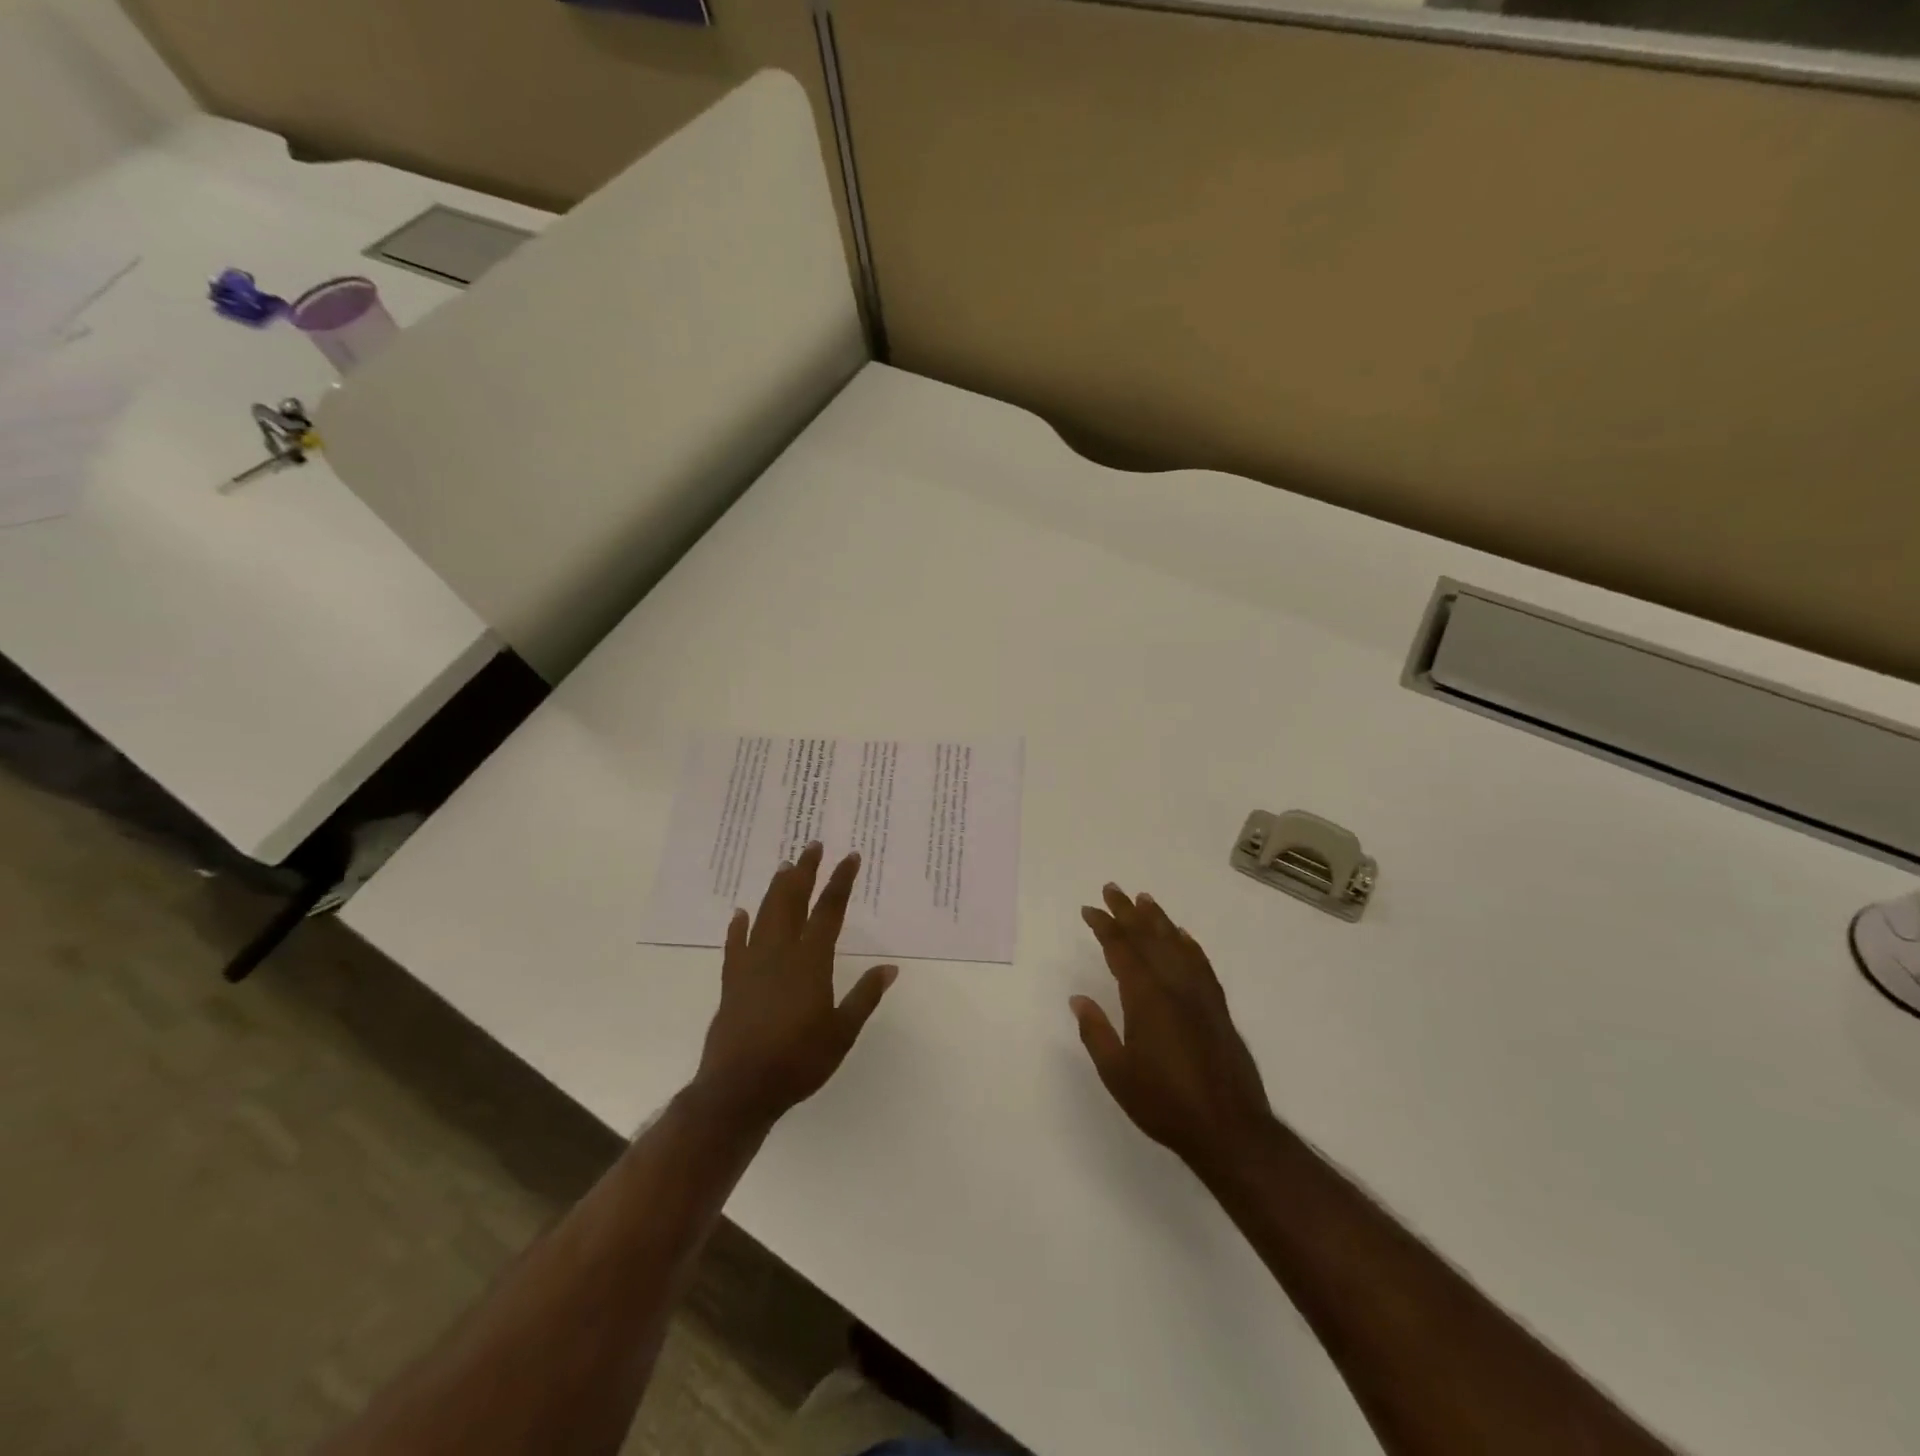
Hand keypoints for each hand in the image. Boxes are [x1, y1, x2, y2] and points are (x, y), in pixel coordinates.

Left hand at [692, 842, 896, 1129]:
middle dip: (804, 871)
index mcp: (811, 961)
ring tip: (784, 866)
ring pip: (764, 915)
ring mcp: (752, 965)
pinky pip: (735, 945)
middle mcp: (780, 953)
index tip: (850, 857)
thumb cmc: (798, 1061)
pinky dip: (738, 926)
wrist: (739, 1088)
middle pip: (792, 901)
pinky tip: (740, 914)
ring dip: (776, 888)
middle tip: (812, 845)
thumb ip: (864, 997)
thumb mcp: (842, 1033)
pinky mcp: (731, 982)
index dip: (840, 882)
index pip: (829, 911)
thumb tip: (890, 968)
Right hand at [1072, 883, 1273, 1178]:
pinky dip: (1189, 945)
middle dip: (1127, 912)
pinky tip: (1183, 937)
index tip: (1090, 909)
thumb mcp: (1117, 1073)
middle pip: (1148, 937)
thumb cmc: (1164, 1103)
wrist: (1228, 1129)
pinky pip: (1201, 964)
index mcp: (1146, 998)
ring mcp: (1200, 994)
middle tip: (1112, 889)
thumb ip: (1096, 1032)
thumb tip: (1078, 999)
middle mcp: (1174, 986)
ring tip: (1144, 899)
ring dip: (1158, 920)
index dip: (1104, 926)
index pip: (1121, 950)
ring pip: (1176, 944)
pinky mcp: (1218, 1007)